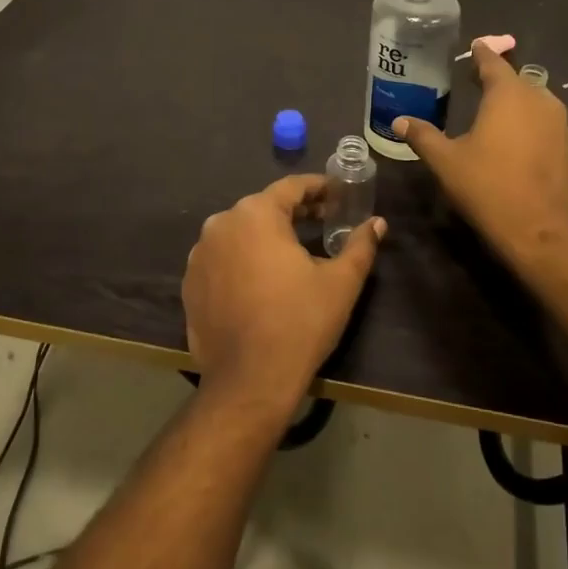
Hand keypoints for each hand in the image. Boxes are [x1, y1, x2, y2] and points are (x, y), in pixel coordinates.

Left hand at [182, 175, 384, 416]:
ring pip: (240, 234)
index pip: (291, 187)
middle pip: (263, 208)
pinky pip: (222, 260)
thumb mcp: (341, 282)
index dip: (318, 188)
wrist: (249, 381)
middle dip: (294, 212)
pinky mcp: (190, 284)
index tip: (337, 194)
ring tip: (293, 253)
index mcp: (256, 214)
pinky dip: (243, 261)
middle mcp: (221, 224)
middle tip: (323, 221)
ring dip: (266, 237)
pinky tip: (262, 282)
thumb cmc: (300, 322)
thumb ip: (360, 245)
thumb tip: (377, 223)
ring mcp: (199, 255)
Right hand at [395, 41, 567, 269]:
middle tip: (474, 79)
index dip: (481, 54)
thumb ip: (423, 136)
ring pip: (533, 99)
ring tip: (491, 107)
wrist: (540, 232)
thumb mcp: (446, 162)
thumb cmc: (488, 188)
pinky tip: (511, 135)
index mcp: (509, 94)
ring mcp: (558, 123)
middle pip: (515, 79)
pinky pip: (543, 120)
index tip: (474, 46)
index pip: (493, 62)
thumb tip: (399, 120)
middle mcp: (539, 99)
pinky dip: (526, 119)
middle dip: (496, 77)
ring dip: (513, 99)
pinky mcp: (566, 145)